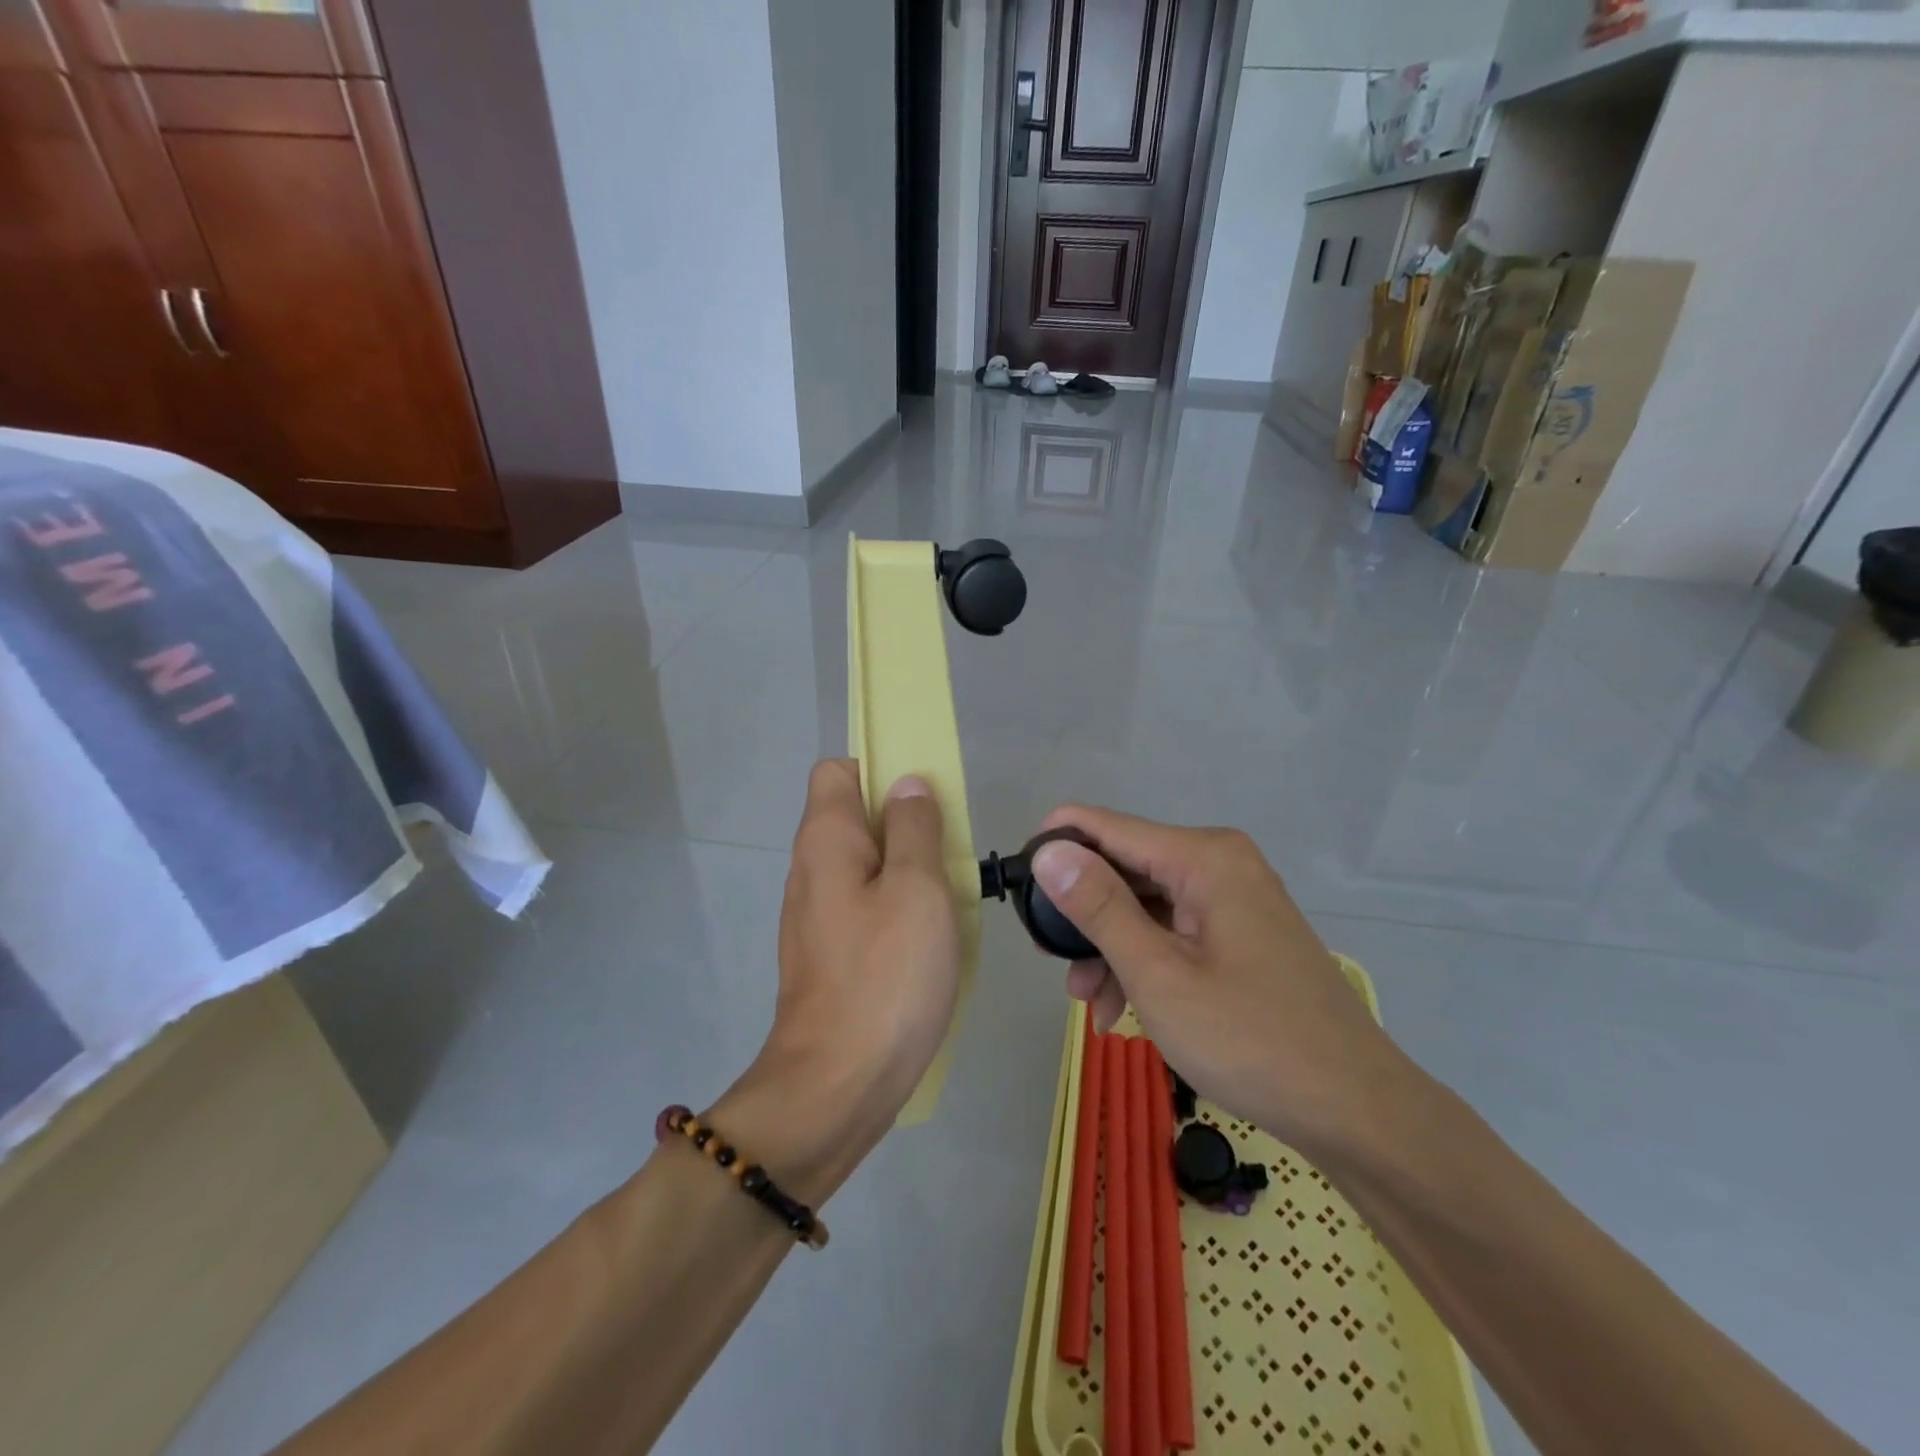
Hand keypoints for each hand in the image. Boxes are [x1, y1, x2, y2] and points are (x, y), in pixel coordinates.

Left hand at [714, 761, 961, 1200]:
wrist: (836, 1086)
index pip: (838, 770)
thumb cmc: (885, 976)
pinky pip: (865, 907)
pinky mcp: (828, 954)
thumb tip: (907, 784)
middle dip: (905, 823)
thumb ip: (914, 827)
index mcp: (826, 840)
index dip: (881, 770)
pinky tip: (929, 940)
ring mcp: (815, 915)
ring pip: (865, 865)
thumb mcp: (918, 888)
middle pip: (856, 817)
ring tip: (949, 897)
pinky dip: (896, 909)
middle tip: (951, 852)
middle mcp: (810, 868)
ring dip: (907, 870)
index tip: (925, 799)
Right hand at [1029, 806, 1406, 1158]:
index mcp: (1203, 857)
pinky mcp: (1240, 931)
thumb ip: (1098, 907)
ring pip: (1145, 904)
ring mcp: (1233, 897)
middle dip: (1083, 914)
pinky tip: (1122, 1008)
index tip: (1015, 886)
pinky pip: (1173, 929)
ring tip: (1087, 1003)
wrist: (1355, 1109)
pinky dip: (1143, 960)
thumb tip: (1048, 850)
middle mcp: (1219, 862)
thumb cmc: (1250, 1039)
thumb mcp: (1158, 975)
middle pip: (1125, 867)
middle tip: (1053, 964)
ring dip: (1110, 947)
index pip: (1106, 826)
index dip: (1055, 847)